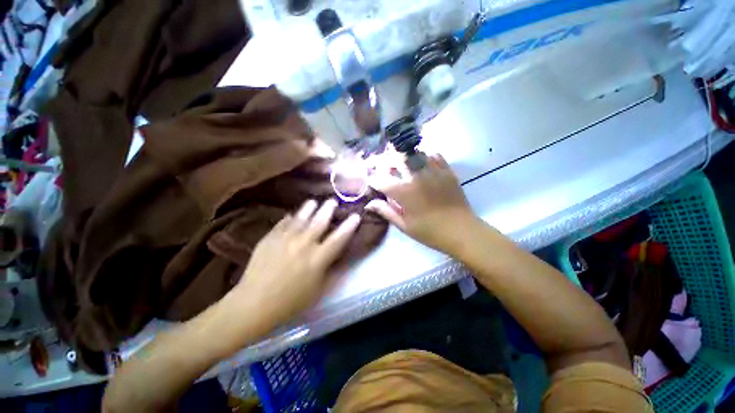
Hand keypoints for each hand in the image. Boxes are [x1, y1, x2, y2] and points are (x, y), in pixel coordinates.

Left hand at [232, 199, 360, 328]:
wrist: (254, 303)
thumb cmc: (290, 302)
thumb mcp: (318, 291)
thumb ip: (333, 273)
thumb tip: (343, 259)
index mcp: (318, 259)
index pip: (338, 238)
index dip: (349, 226)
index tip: (356, 215)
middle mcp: (304, 244)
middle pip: (319, 222)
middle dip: (328, 209)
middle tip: (332, 200)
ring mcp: (285, 239)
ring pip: (301, 218)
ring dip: (308, 208)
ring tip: (313, 202)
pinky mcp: (269, 238)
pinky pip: (282, 224)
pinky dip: (289, 218)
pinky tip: (291, 215)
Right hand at [366, 153, 478, 253]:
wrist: (461, 231)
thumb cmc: (430, 232)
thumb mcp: (404, 225)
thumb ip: (386, 211)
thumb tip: (368, 204)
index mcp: (404, 192)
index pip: (381, 180)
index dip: (373, 179)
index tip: (371, 181)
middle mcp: (416, 177)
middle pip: (397, 159)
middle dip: (388, 162)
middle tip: (387, 170)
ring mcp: (433, 171)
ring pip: (415, 153)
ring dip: (405, 157)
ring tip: (404, 165)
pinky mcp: (447, 171)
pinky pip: (434, 155)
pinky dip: (425, 156)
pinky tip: (423, 164)